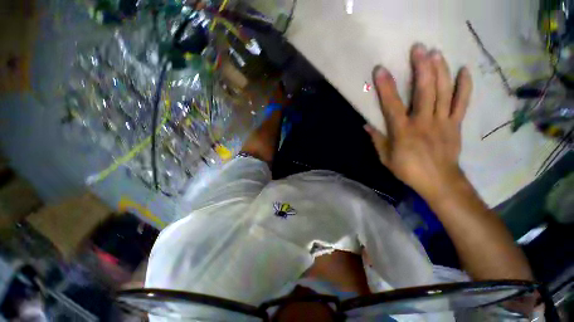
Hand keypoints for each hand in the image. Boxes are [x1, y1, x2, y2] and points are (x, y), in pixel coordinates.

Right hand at [365, 43, 472, 200]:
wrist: (439, 181)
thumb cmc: (408, 170)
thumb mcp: (386, 158)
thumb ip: (377, 140)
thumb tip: (367, 125)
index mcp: (403, 131)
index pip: (392, 105)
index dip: (385, 87)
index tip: (380, 70)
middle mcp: (423, 122)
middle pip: (424, 91)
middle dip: (421, 68)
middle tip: (418, 48)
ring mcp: (442, 121)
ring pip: (443, 92)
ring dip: (440, 70)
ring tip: (436, 52)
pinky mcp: (455, 124)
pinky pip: (462, 103)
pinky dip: (464, 86)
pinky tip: (464, 71)